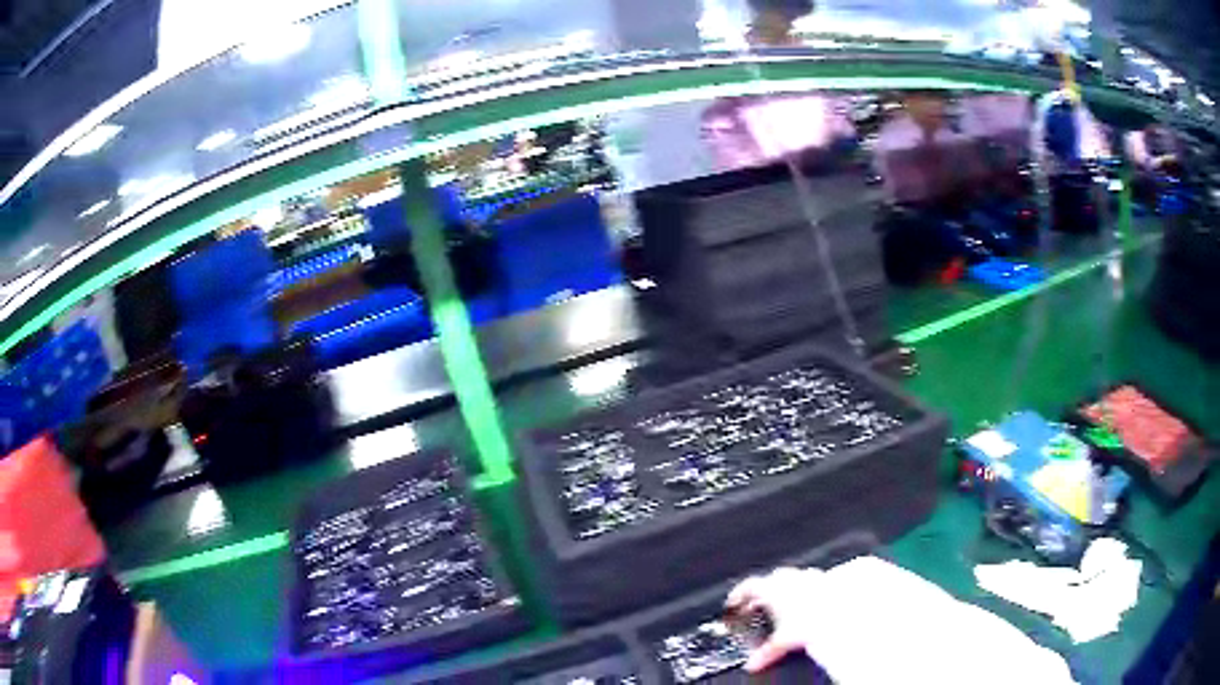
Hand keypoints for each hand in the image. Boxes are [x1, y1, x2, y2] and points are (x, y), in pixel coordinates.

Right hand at [725, 567, 822, 672]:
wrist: (843, 614)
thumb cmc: (813, 621)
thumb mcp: (782, 641)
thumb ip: (765, 652)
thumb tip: (753, 664)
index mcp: (774, 589)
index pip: (749, 586)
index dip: (739, 593)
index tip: (734, 601)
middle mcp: (792, 579)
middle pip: (771, 579)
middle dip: (764, 591)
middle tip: (758, 605)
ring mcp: (811, 577)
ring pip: (793, 578)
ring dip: (786, 589)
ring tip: (785, 604)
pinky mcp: (828, 580)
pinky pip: (812, 581)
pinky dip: (807, 590)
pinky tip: (809, 603)